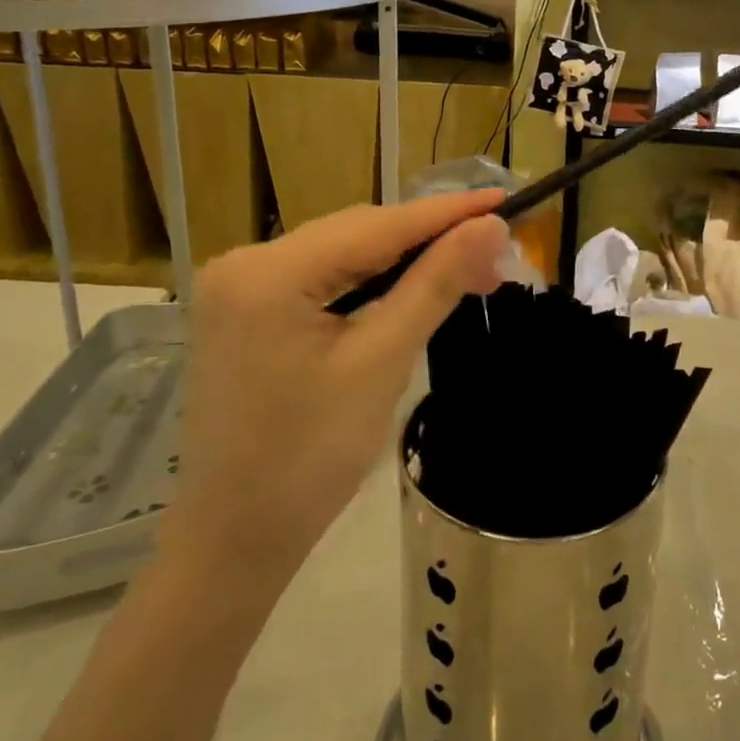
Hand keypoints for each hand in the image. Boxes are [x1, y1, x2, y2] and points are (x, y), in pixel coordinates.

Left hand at [159, 191, 508, 583]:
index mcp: (268, 273)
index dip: (447, 212)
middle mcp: (245, 263)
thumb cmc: (309, 460)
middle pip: (356, 234)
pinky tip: (408, 288)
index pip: (376, 226)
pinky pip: (320, 278)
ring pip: (341, 254)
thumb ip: (435, 285)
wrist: (234, 542)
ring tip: (466, 269)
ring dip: (402, 260)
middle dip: (428, 240)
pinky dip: (369, 282)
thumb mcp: (381, 364)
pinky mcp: (246, 311)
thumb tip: (490, 227)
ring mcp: (239, 287)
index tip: (505, 197)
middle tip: (494, 254)